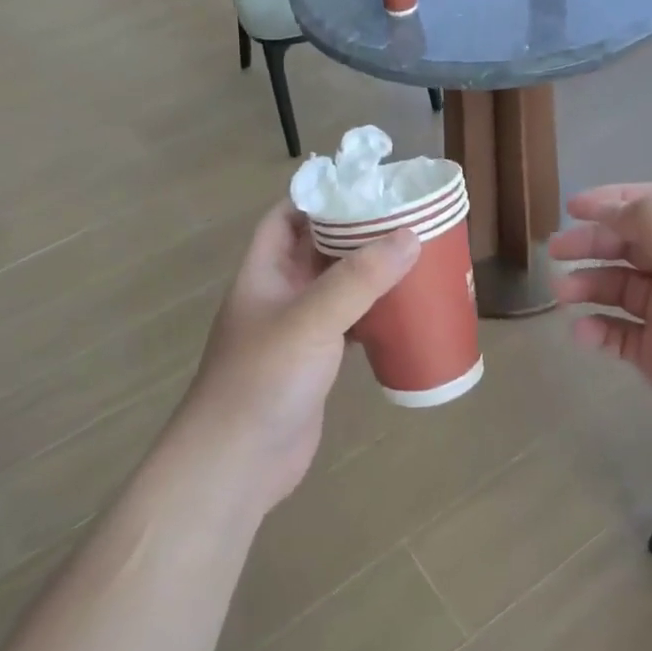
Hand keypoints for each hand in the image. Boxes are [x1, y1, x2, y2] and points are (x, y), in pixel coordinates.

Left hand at [177, 202, 418, 510]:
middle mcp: (279, 296)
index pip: (286, 218)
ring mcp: (297, 332)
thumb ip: (359, 279)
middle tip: (404, 219)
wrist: (237, 464)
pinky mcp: (315, 364)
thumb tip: (410, 236)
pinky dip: (373, 315)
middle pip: (318, 250)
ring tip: (414, 257)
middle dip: (356, 233)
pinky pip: (348, 325)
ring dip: (369, 275)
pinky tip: (404, 311)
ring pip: (337, 289)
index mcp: (264, 273)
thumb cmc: (263, 380)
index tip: (365, 186)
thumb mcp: (311, 320)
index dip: (318, 197)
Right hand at [549, 184, 651, 491]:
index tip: (573, 208)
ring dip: (589, 284)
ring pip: (620, 288)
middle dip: (593, 242)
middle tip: (556, 251)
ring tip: (561, 294)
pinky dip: (597, 330)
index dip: (614, 200)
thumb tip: (612, 209)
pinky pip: (619, 334)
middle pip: (632, 244)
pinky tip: (583, 335)